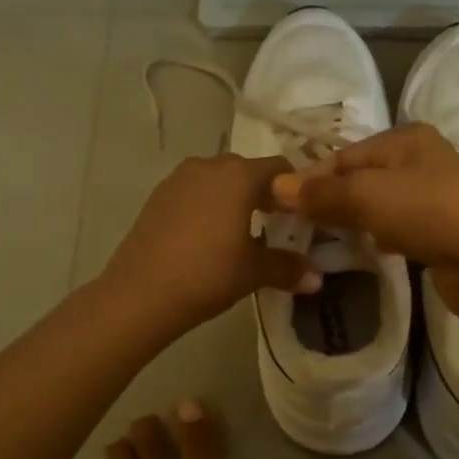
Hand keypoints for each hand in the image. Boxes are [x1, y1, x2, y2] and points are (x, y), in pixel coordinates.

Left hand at [102, 153, 319, 333]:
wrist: (140, 293)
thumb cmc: (208, 274)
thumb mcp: (253, 272)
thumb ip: (287, 268)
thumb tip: (317, 279)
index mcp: (239, 175)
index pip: (280, 169)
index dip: (295, 189)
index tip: (302, 214)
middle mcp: (209, 166)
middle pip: (247, 170)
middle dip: (264, 192)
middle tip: (275, 223)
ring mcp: (178, 178)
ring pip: (217, 180)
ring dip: (233, 197)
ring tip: (241, 231)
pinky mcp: (157, 196)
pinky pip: (193, 192)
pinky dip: (207, 205)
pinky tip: (208, 237)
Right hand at [270, 124, 458, 317]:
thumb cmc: (428, 213)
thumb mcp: (367, 195)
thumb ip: (321, 193)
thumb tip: (276, 186)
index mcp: (404, 139)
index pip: (344, 155)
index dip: (311, 178)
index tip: (280, 206)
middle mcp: (419, 161)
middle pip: (360, 178)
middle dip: (330, 200)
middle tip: (298, 226)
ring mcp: (432, 197)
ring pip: (378, 205)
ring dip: (354, 220)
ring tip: (323, 240)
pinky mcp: (439, 230)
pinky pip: (397, 228)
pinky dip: (379, 237)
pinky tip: (368, 251)